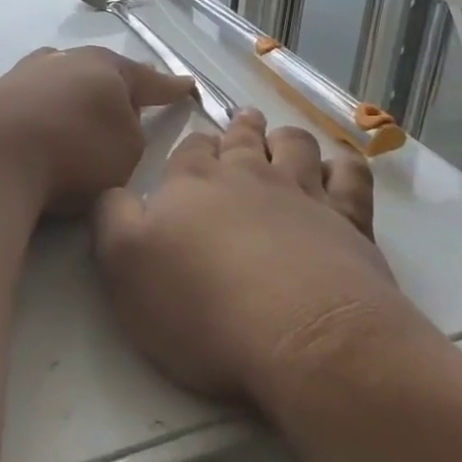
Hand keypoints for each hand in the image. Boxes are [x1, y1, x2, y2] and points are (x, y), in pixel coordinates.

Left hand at [0, 47, 195, 213]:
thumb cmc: (74, 153)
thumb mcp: (127, 152)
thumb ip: (128, 134)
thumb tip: (113, 126)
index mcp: (104, 71)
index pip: (147, 78)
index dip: (168, 86)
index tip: (186, 86)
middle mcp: (59, 64)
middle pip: (90, 68)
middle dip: (106, 81)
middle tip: (116, 97)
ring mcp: (14, 77)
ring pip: (39, 68)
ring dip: (51, 78)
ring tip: (55, 88)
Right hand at [94, 108, 404, 407]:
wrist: (300, 336)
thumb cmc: (200, 305)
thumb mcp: (123, 264)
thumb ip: (110, 217)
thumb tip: (112, 190)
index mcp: (193, 182)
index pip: (189, 149)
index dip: (190, 148)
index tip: (192, 155)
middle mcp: (248, 175)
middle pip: (242, 138)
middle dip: (238, 129)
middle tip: (240, 125)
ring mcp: (304, 193)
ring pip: (294, 144)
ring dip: (284, 138)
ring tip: (280, 141)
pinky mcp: (350, 220)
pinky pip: (350, 175)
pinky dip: (343, 166)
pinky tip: (336, 171)